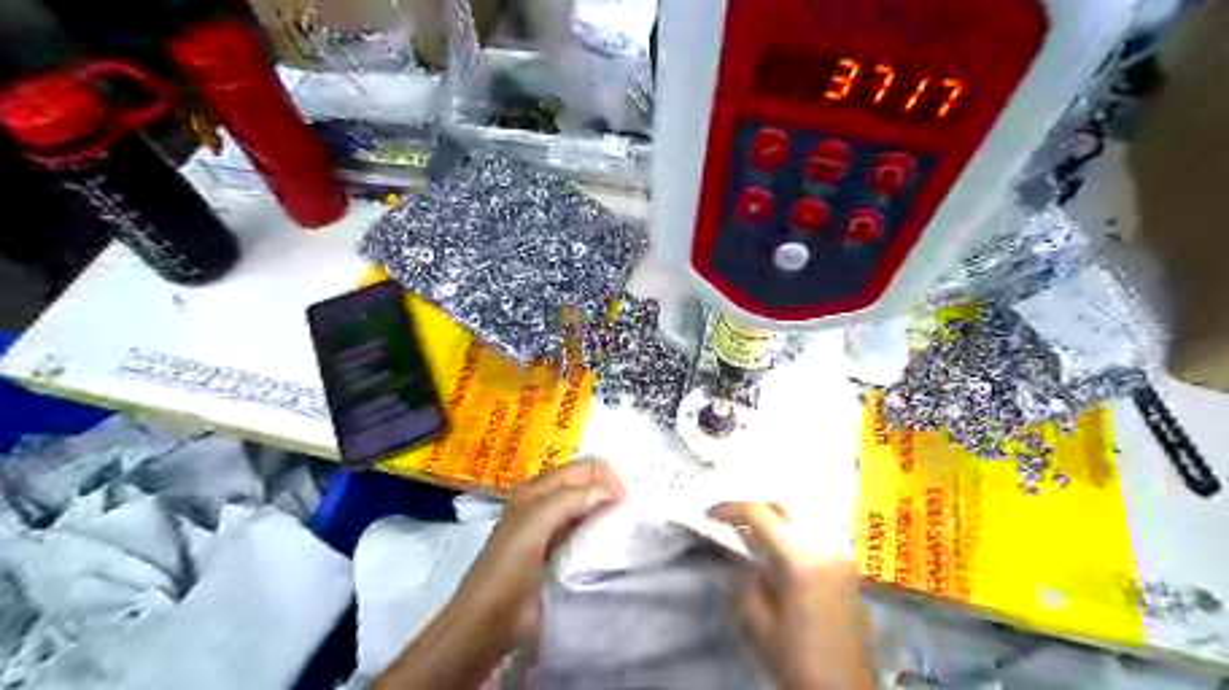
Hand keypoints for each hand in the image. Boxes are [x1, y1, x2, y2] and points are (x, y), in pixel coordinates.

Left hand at [375, 459, 626, 689]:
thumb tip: (611, 491)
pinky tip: (610, 547)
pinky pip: (585, 534)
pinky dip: (600, 535)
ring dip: (606, 514)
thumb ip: (571, 499)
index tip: (624, 504)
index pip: (583, 468)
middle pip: (586, 486)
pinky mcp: (557, 554)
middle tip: (630, 516)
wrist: (488, 622)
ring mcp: (551, 529)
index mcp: (537, 489)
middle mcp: (545, 503)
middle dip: (609, 493)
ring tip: (625, 531)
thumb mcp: (536, 523)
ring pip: (587, 509)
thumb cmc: (509, 568)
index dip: (605, 479)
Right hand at [712, 502, 873, 689]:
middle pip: (783, 507)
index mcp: (801, 559)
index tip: (710, 514)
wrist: (842, 688)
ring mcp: (840, 552)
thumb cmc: (795, 658)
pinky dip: (789, 530)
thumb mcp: (756, 621)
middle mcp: (825, 546)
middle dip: (752, 507)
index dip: (730, 508)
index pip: (760, 513)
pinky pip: (813, 532)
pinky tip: (775, 545)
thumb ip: (743, 576)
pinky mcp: (847, 562)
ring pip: (799, 516)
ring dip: (772, 518)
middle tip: (728, 520)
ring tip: (748, 531)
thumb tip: (737, 552)